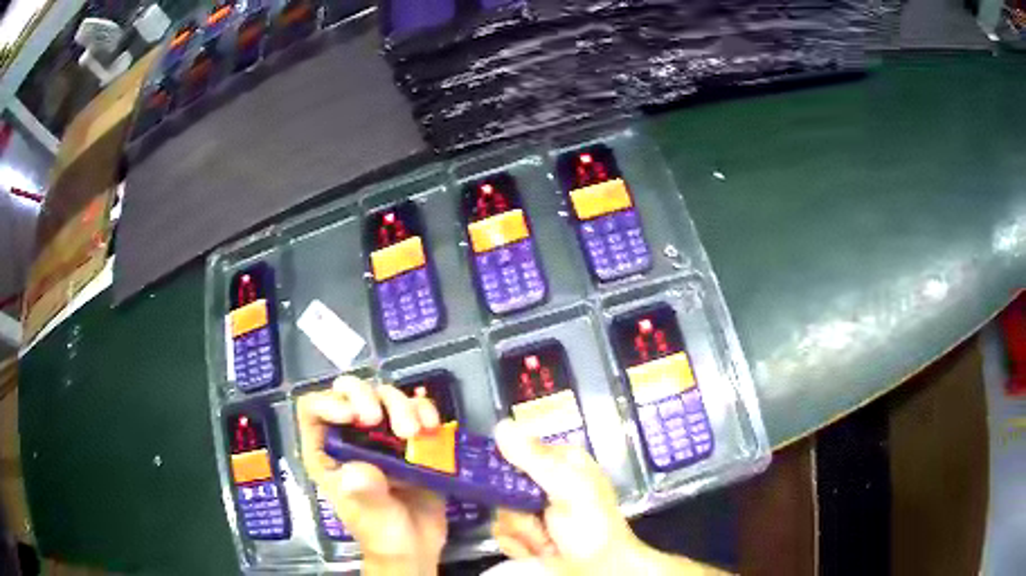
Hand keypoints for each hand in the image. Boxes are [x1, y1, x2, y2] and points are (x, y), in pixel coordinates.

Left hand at [297, 376, 446, 574]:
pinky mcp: (411, 440)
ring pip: (384, 395)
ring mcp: (382, 436)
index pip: (313, 409)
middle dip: (367, 396)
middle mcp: (351, 436)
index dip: (328, 402)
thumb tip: (359, 470)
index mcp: (326, 451)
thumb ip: (362, 491)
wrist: (416, 546)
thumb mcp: (367, 514)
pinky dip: (425, 411)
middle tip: (380, 419)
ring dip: (400, 405)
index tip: (354, 416)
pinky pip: (416, 410)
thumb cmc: (381, 532)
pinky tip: (432, 427)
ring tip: (414, 433)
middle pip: (349, 391)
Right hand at [492, 420, 727, 574]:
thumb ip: (535, 460)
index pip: (515, 452)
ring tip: (545, 541)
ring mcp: (534, 509)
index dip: (507, 472)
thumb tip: (502, 425)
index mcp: (559, 461)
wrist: (601, 569)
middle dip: (517, 513)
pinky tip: (538, 550)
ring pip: (500, 512)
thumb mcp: (569, 489)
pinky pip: (502, 533)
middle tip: (538, 523)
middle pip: (502, 487)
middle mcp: (544, 481)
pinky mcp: (526, 532)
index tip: (511, 491)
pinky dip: (518, 546)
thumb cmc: (593, 526)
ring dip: (521, 533)